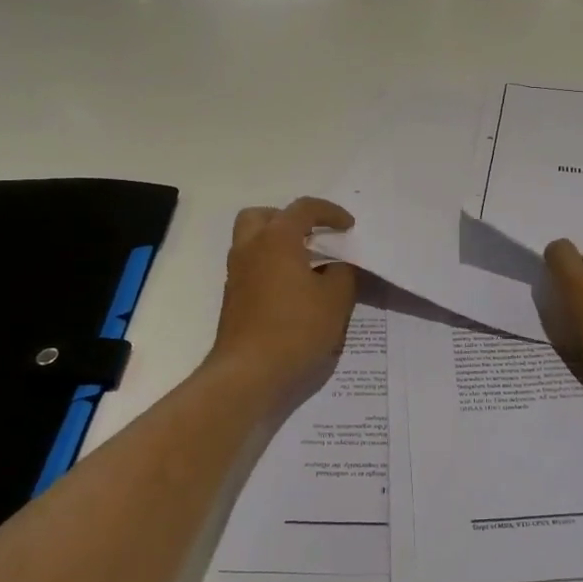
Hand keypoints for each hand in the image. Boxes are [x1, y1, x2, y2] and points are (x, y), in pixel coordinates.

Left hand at [210, 198, 358, 393]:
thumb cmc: (296, 329)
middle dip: (289, 219)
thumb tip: (336, 266)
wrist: (249, 373)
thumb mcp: (336, 300)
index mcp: (277, 239)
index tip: (348, 227)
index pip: (303, 208)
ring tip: (307, 264)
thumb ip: (342, 273)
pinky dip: (271, 266)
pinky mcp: (233, 298)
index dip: (329, 212)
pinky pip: (252, 266)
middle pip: (263, 216)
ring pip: (253, 241)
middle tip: (313, 236)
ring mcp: (237, 274)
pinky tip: (294, 290)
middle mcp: (251, 249)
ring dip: (278, 244)